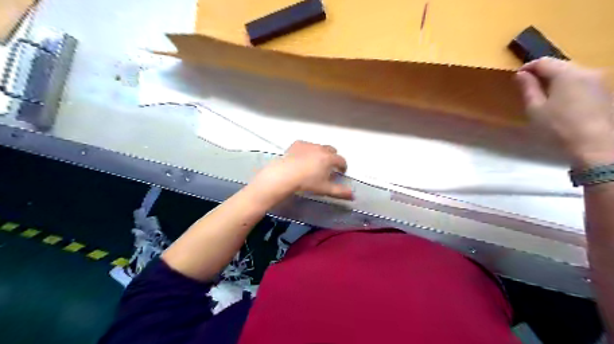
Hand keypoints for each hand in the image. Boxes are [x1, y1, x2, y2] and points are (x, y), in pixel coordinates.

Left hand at [250, 141, 354, 200]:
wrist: (285, 174)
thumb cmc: (307, 182)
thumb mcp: (325, 189)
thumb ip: (340, 192)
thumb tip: (352, 195)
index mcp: (330, 158)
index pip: (341, 160)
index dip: (343, 166)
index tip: (341, 171)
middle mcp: (321, 149)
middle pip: (332, 150)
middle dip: (332, 157)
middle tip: (328, 167)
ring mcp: (309, 145)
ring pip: (319, 147)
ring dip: (320, 153)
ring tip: (314, 163)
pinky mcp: (297, 144)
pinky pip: (306, 145)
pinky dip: (307, 150)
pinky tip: (302, 158)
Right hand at [514, 58, 613, 166]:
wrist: (596, 145)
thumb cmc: (558, 127)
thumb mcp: (536, 109)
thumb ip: (528, 88)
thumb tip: (521, 74)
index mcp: (567, 74)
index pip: (544, 62)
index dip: (528, 67)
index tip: (517, 78)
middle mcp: (587, 71)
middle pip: (561, 65)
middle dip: (543, 73)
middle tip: (529, 87)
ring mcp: (600, 81)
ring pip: (573, 73)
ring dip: (557, 80)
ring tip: (545, 95)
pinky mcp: (606, 92)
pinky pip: (583, 82)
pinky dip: (569, 86)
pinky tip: (562, 102)